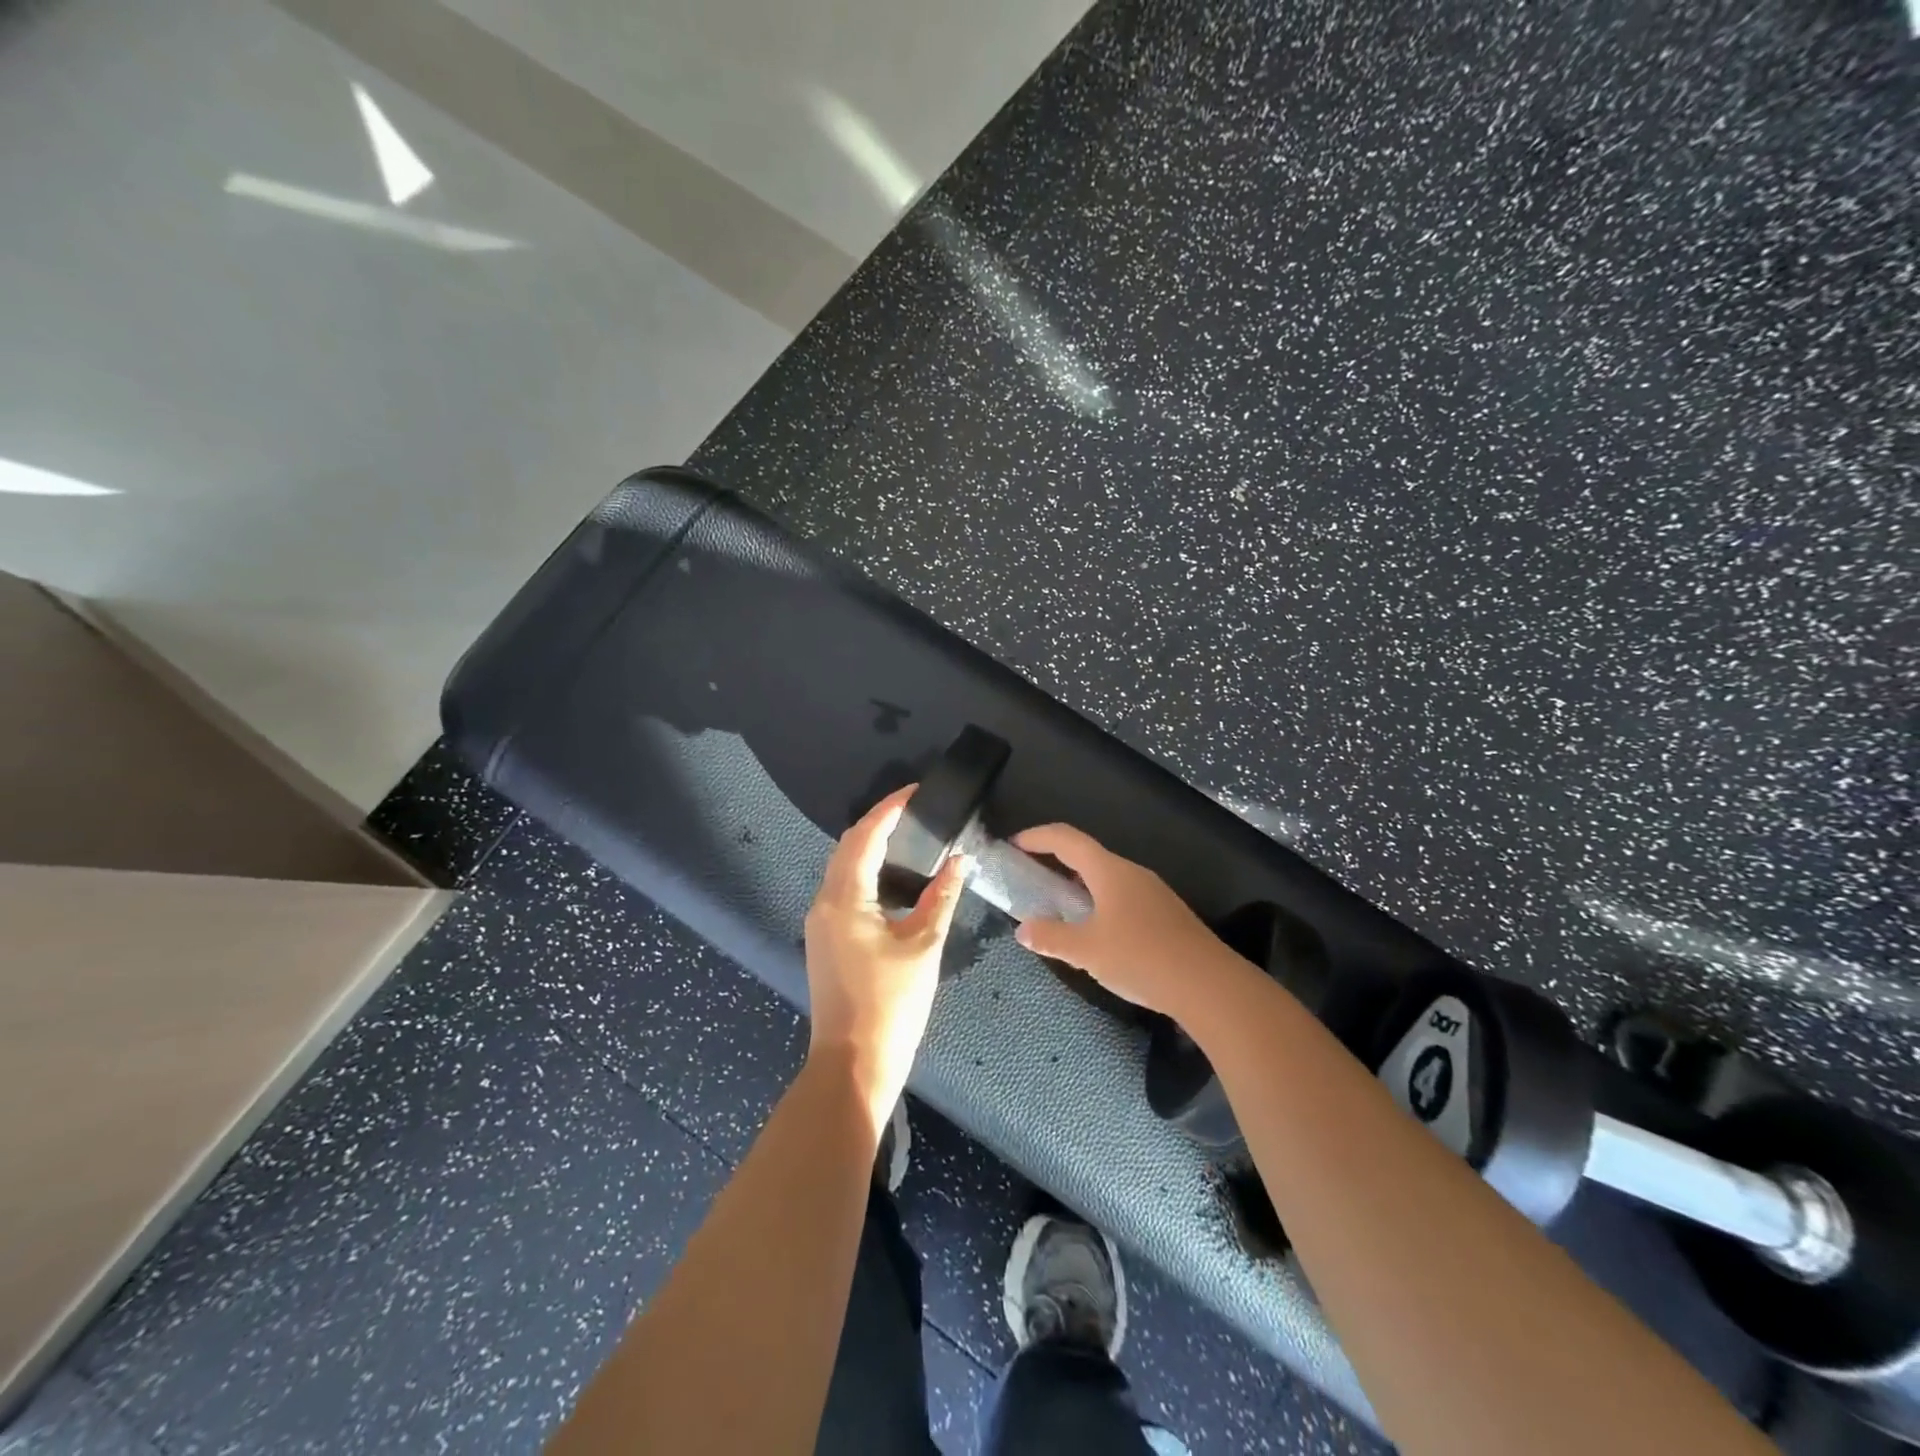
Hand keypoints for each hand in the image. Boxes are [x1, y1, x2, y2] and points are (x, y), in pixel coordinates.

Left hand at [804, 786, 969, 1133]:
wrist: (853, 1063)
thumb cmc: (892, 1004)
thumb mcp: (924, 946)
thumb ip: (943, 897)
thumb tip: (961, 860)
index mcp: (845, 898)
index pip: (866, 836)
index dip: (890, 808)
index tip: (917, 791)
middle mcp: (824, 902)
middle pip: (849, 846)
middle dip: (879, 823)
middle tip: (916, 811)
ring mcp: (820, 922)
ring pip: (843, 867)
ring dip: (870, 846)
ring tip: (909, 836)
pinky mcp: (824, 938)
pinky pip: (843, 888)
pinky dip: (866, 871)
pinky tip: (893, 877)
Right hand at [1010, 824, 1232, 1018]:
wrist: (1209, 985)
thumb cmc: (1141, 958)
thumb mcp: (1087, 951)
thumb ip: (1051, 938)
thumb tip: (1023, 930)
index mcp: (1109, 871)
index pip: (1066, 838)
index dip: (1037, 837)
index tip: (1014, 845)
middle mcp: (1131, 872)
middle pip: (1087, 855)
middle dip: (1055, 860)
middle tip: (1030, 876)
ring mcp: (1153, 892)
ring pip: (1106, 877)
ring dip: (1078, 883)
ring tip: (1058, 906)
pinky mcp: (1166, 913)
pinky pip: (1122, 895)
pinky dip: (1099, 900)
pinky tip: (1096, 930)